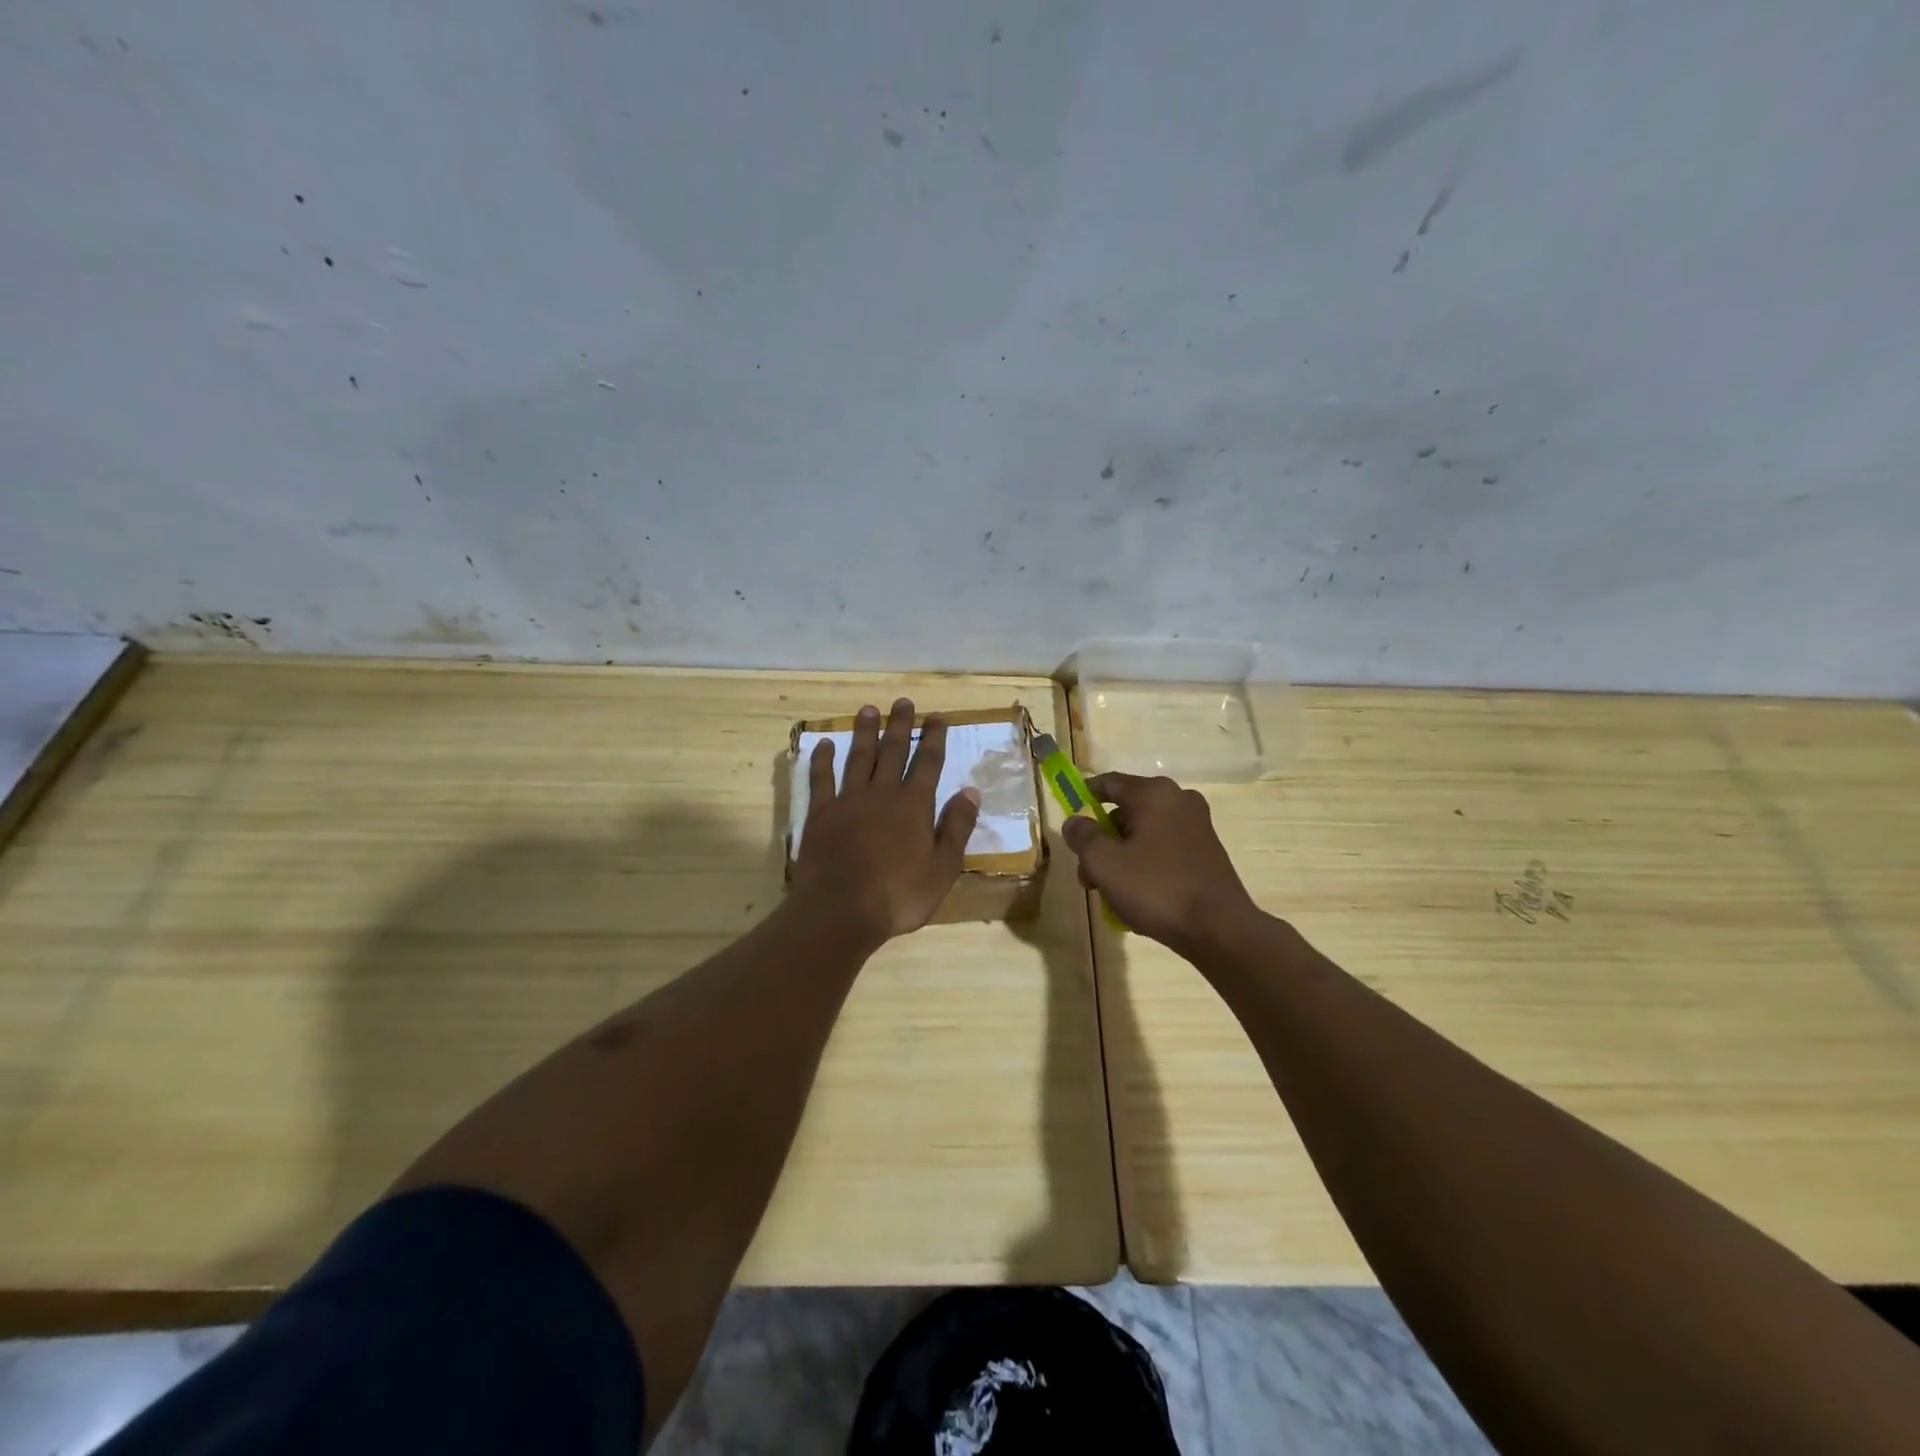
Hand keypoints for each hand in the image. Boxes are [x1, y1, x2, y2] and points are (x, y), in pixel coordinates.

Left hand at [790, 698, 980, 945]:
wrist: (840, 910)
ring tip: (868, 709)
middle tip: (903, 702)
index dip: (934, 738)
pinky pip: (821, 778)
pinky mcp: (820, 813)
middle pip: (893, 750)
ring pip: (858, 757)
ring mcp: (848, 800)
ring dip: (865, 732)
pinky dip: (822, 759)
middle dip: (900, 725)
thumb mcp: (943, 868)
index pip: (928, 762)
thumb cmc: (898, 895)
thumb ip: (956, 827)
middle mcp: (882, 793)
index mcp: (914, 805)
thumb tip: (970, 791)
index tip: (937, 717)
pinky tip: (824, 744)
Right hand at [1060, 772, 1259, 954]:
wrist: (1219, 929)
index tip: (1070, 823)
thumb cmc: (1156, 888)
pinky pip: (1164, 849)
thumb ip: (1082, 836)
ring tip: (1111, 895)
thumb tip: (1075, 821)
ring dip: (1122, 857)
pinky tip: (1139, 897)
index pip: (1107, 783)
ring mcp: (1197, 825)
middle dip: (1102, 841)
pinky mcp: (1208, 851)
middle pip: (1125, 812)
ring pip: (1144, 833)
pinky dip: (1146, 865)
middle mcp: (1179, 800)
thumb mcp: (1104, 862)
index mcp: (1153, 793)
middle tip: (1088, 876)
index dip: (1083, 798)